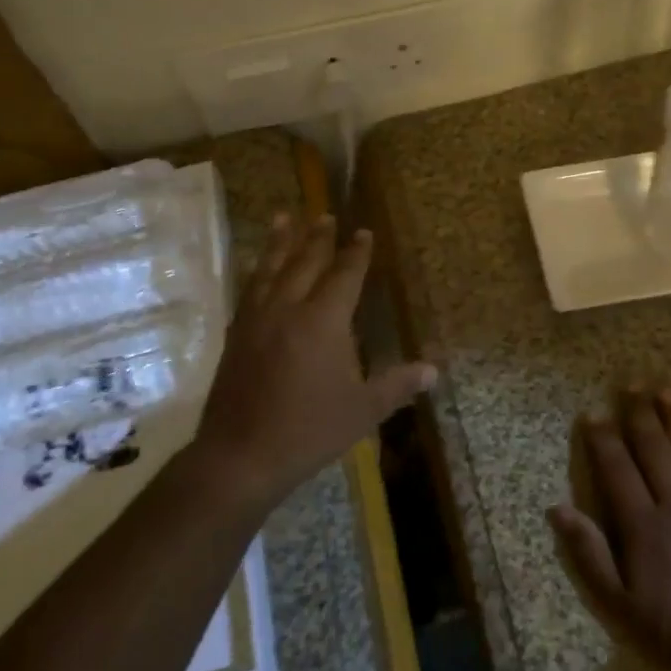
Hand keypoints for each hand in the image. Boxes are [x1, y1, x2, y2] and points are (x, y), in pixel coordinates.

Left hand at [191, 213, 435, 509]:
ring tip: (284, 218)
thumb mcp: (362, 410)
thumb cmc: (309, 431)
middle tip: (325, 215)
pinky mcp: (236, 335)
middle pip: (305, 262)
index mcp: (323, 321)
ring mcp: (257, 319)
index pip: (344, 275)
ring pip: (270, 268)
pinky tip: (258, 269)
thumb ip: (397, 385)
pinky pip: (249, 290)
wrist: (241, 456)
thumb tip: (433, 370)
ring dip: (280, 242)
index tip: (363, 232)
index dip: (356, 253)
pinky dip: (257, 271)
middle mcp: (288, 308)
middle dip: (318, 237)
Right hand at [550, 390, 670, 670]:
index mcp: (642, 523)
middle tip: (631, 385)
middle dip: (640, 415)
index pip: (616, 469)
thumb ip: (589, 553)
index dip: (603, 439)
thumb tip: (558, 509)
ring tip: (668, 390)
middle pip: (653, 450)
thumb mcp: (618, 602)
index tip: (591, 413)